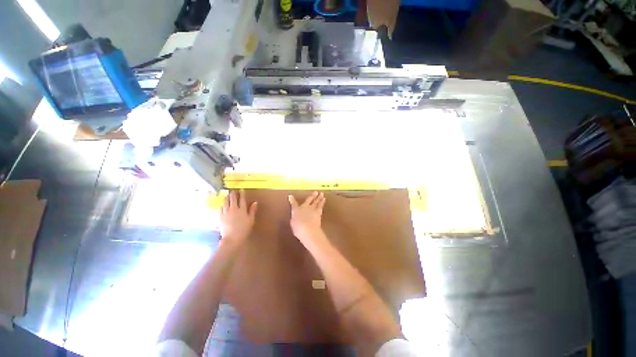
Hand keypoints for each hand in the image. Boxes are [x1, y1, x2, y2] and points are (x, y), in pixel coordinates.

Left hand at [220, 190, 257, 244]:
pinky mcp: (220, 216)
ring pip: (225, 202)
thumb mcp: (251, 220)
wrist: (232, 238)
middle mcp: (233, 209)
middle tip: (232, 190)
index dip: (241, 193)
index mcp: (242, 209)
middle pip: (232, 199)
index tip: (241, 189)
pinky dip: (222, 204)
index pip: (242, 199)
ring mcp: (226, 212)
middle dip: (233, 193)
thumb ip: (252, 210)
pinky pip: (220, 208)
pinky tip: (222, 204)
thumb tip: (255, 202)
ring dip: (226, 197)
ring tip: (227, 195)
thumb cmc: (244, 229)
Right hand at [288, 192, 325, 242]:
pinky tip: (324, 200)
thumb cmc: (298, 228)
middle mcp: (304, 207)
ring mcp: (312, 209)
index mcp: (296, 210)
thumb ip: (295, 218)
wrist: (308, 230)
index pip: (293, 204)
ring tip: (322, 194)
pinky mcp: (318, 212)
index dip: (292, 200)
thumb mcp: (293, 223)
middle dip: (312, 195)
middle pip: (309, 200)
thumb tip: (296, 216)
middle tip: (316, 191)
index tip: (290, 196)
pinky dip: (322, 202)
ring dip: (319, 197)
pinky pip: (320, 205)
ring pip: (316, 201)